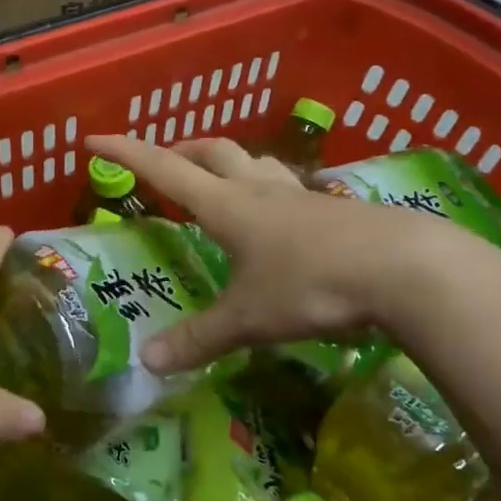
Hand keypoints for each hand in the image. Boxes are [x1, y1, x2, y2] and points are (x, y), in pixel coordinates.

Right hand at [85, 134, 481, 371]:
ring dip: (229, 161)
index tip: (95, 139)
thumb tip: (147, 361)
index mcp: (227, 207)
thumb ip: (199, 338)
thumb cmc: (313, 284)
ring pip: (255, 162)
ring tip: (220, 181)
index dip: (126, 153)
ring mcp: (301, 195)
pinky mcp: (335, 209)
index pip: (164, 169)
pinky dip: (272, 189)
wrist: (406, 268)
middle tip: (164, 162)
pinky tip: (283, 216)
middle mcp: (259, 190)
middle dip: (182, 149)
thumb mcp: (250, 318)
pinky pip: (292, 187)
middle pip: (213, 150)